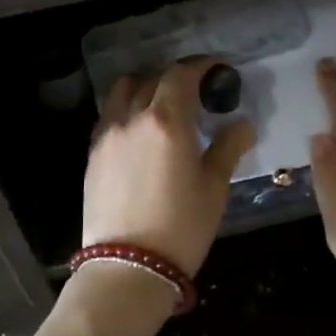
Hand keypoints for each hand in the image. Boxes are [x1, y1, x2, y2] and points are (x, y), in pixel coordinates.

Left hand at [81, 58, 255, 275]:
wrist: (127, 268)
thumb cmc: (181, 228)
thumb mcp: (214, 188)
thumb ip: (228, 148)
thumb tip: (242, 125)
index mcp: (166, 121)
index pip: (182, 75)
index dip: (201, 67)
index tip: (217, 71)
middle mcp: (132, 118)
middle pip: (152, 79)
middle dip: (176, 79)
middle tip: (196, 93)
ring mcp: (107, 135)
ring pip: (123, 92)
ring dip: (145, 88)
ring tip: (163, 107)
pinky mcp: (92, 154)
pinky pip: (109, 116)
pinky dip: (127, 111)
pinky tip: (140, 132)